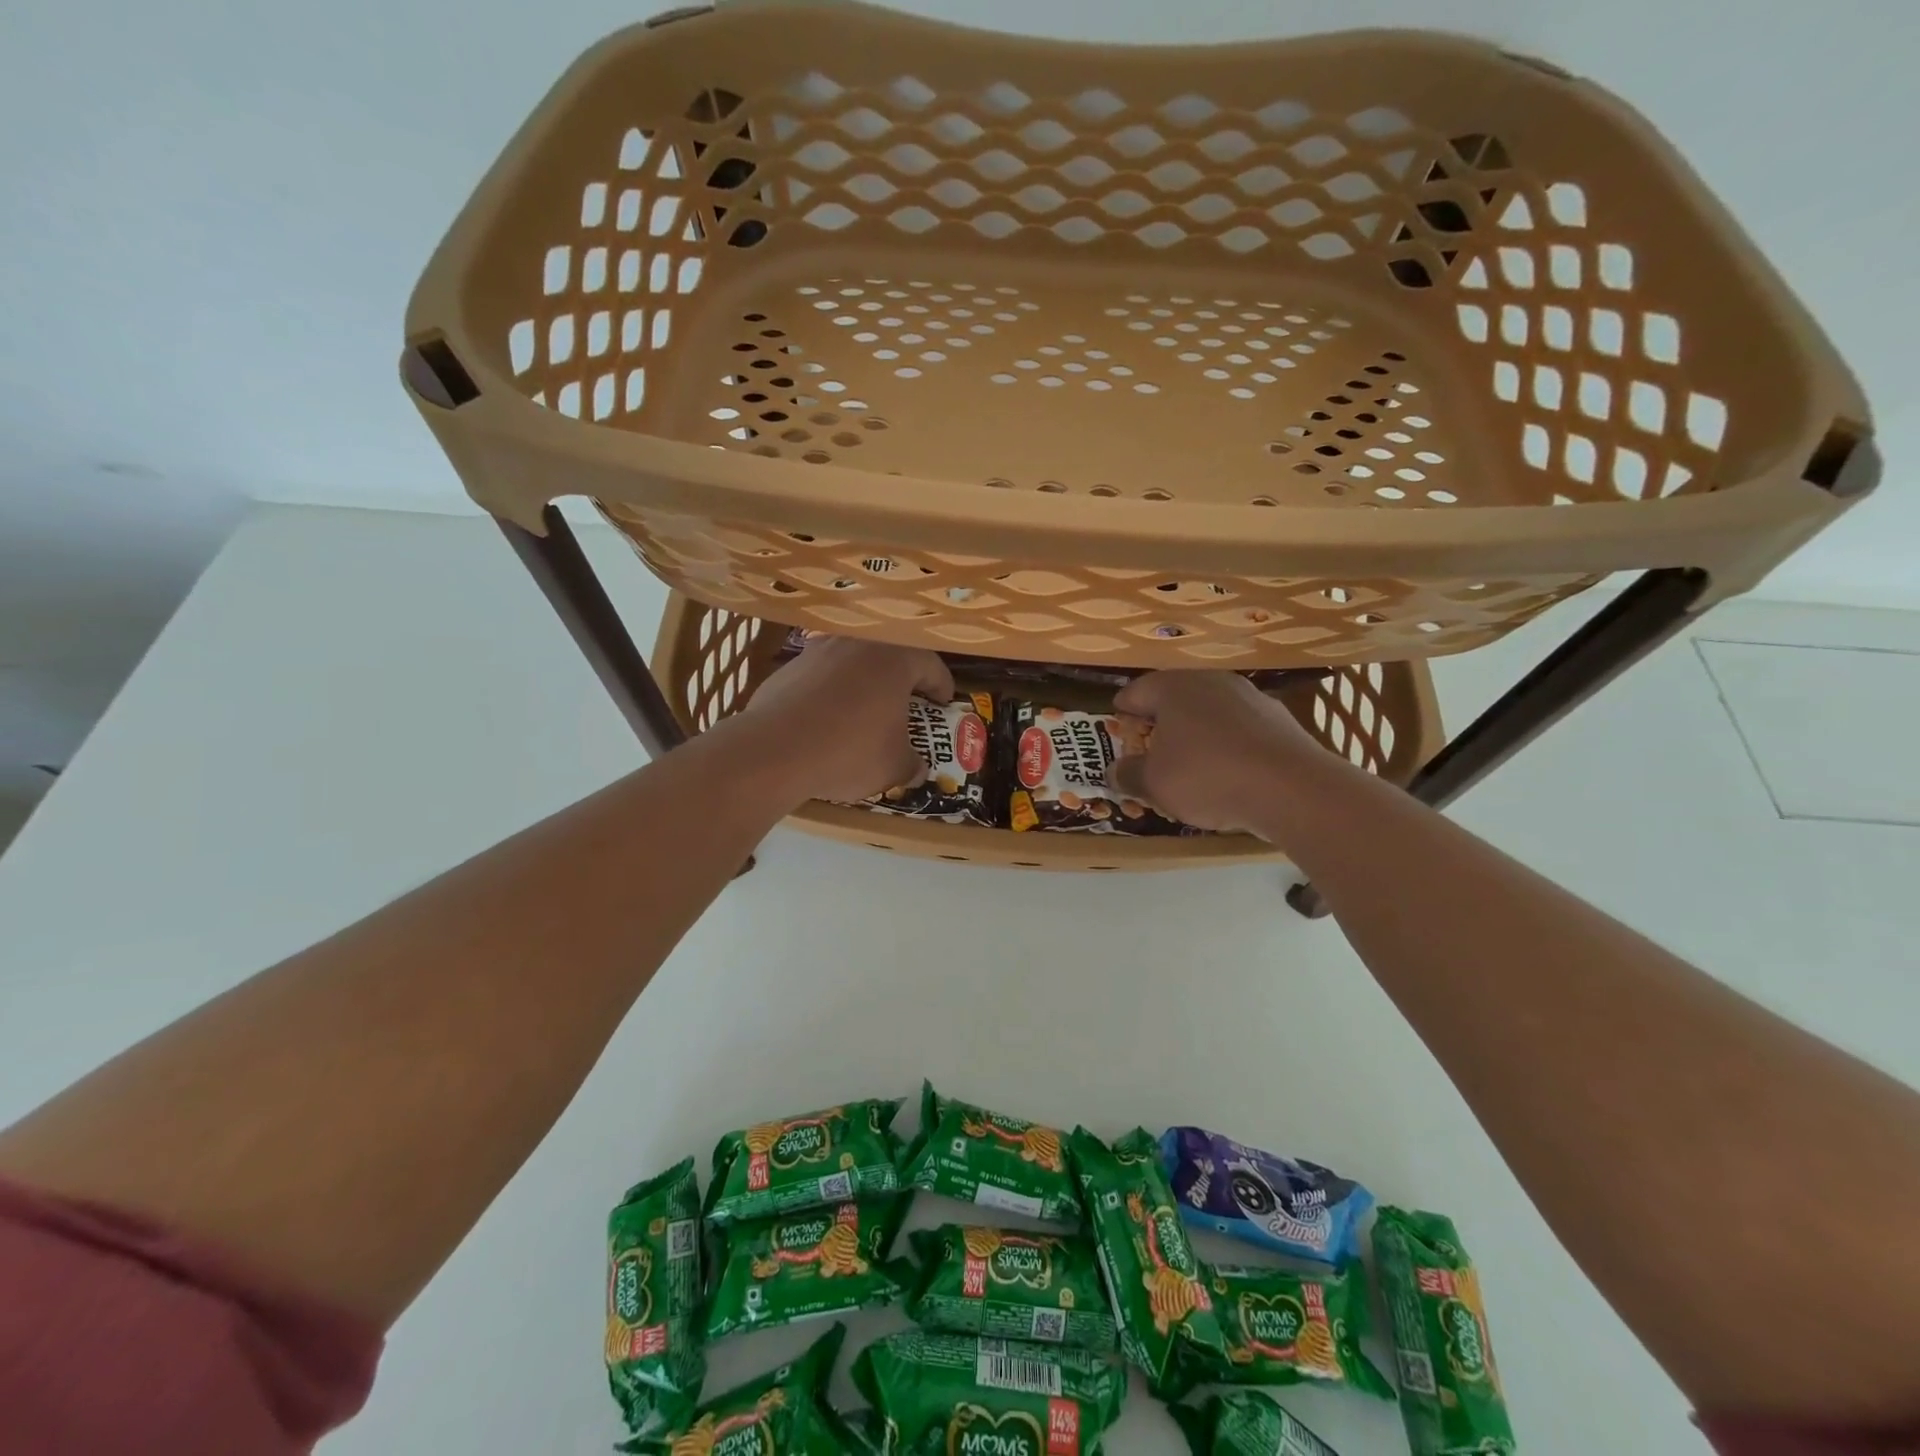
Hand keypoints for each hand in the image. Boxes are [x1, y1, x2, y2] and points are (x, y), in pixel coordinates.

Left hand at [736, 635, 954, 804]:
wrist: (775, 750)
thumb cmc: (850, 751)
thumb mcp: (894, 766)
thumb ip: (912, 764)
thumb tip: (917, 770)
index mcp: (894, 659)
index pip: (931, 665)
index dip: (941, 686)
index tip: (943, 703)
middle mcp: (858, 644)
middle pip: (890, 658)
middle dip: (901, 682)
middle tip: (908, 705)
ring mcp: (819, 651)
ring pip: (853, 664)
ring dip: (864, 684)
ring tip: (865, 712)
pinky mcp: (788, 667)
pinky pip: (821, 677)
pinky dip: (831, 693)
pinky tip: (826, 721)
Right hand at [1109, 671, 1336, 834]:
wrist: (1291, 788)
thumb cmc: (1206, 777)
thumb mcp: (1154, 784)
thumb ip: (1129, 774)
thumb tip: (1114, 771)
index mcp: (1173, 688)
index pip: (1136, 691)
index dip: (1123, 710)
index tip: (1117, 725)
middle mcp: (1210, 681)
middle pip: (1175, 698)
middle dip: (1161, 721)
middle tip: (1150, 746)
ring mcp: (1249, 696)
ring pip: (1210, 711)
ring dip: (1197, 732)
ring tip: (1190, 761)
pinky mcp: (1279, 718)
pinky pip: (1240, 728)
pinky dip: (1228, 744)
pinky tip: (1229, 771)